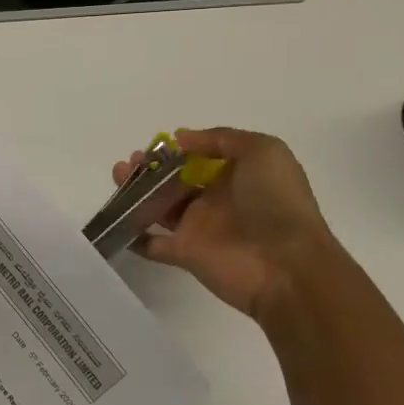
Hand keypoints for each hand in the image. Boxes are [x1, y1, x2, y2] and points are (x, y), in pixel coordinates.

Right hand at [111, 128, 341, 319]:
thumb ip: (221, 138)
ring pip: (159, 207)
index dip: (176, 151)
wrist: (287, 266)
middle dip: (149, 169)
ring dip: (136, 192)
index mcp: (236, 176)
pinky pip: (153, 244)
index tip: (157, 145)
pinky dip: (134, 235)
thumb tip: (181, 139)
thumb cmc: (277, 202)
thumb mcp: (262, 151)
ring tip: (119, 176)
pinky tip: (116, 220)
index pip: (199, 159)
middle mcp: (216, 200)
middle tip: (131, 162)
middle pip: (174, 181)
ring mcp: (199, 228)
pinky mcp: (185, 254)